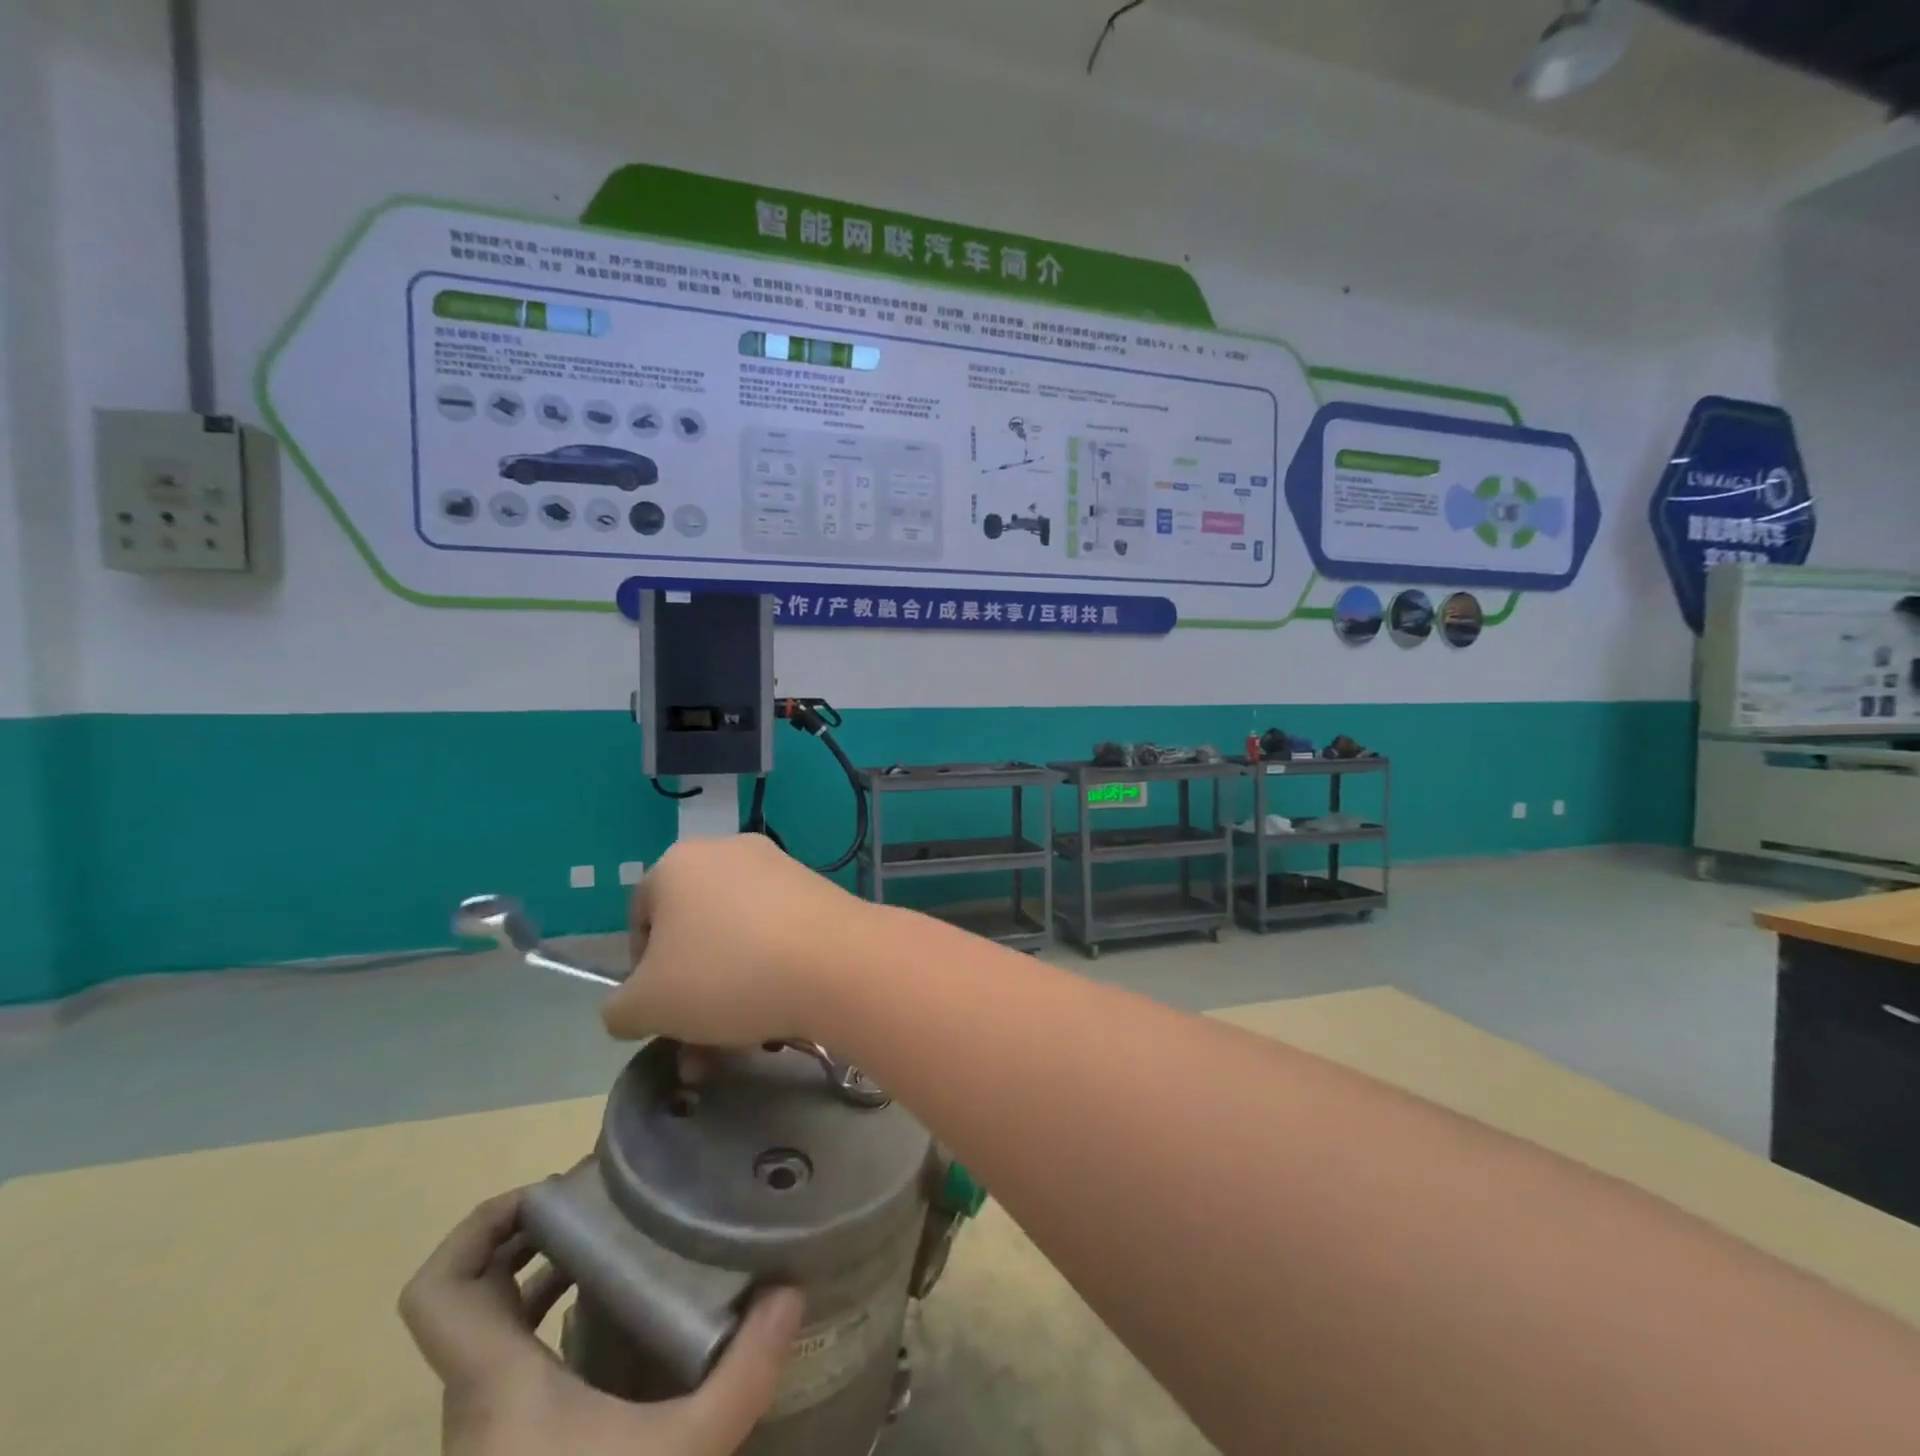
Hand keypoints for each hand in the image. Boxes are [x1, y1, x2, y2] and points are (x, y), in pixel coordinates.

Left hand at [399, 1191, 804, 1455]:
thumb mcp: (682, 1454)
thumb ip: (743, 1373)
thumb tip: (791, 1290)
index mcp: (496, 1383)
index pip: (438, 1292)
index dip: (476, 1227)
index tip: (548, 1194)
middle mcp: (476, 1399)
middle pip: (463, 1296)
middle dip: (522, 1235)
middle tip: (595, 1201)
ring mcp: (485, 1430)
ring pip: (484, 1329)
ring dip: (533, 1276)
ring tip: (608, 1239)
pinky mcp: (503, 1449)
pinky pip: (507, 1360)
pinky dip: (543, 1320)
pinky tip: (610, 1316)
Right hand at [605, 835, 869, 1047]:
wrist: (835, 962)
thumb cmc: (726, 975)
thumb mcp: (647, 1006)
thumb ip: (619, 1009)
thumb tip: (628, 1009)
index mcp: (676, 864)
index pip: (641, 921)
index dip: (643, 975)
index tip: (661, 1014)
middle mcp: (726, 852)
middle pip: (693, 934)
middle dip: (691, 996)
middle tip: (700, 1048)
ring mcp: (777, 866)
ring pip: (736, 940)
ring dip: (729, 994)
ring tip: (742, 1044)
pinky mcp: (816, 887)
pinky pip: (776, 934)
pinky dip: (769, 972)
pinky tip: (778, 1016)